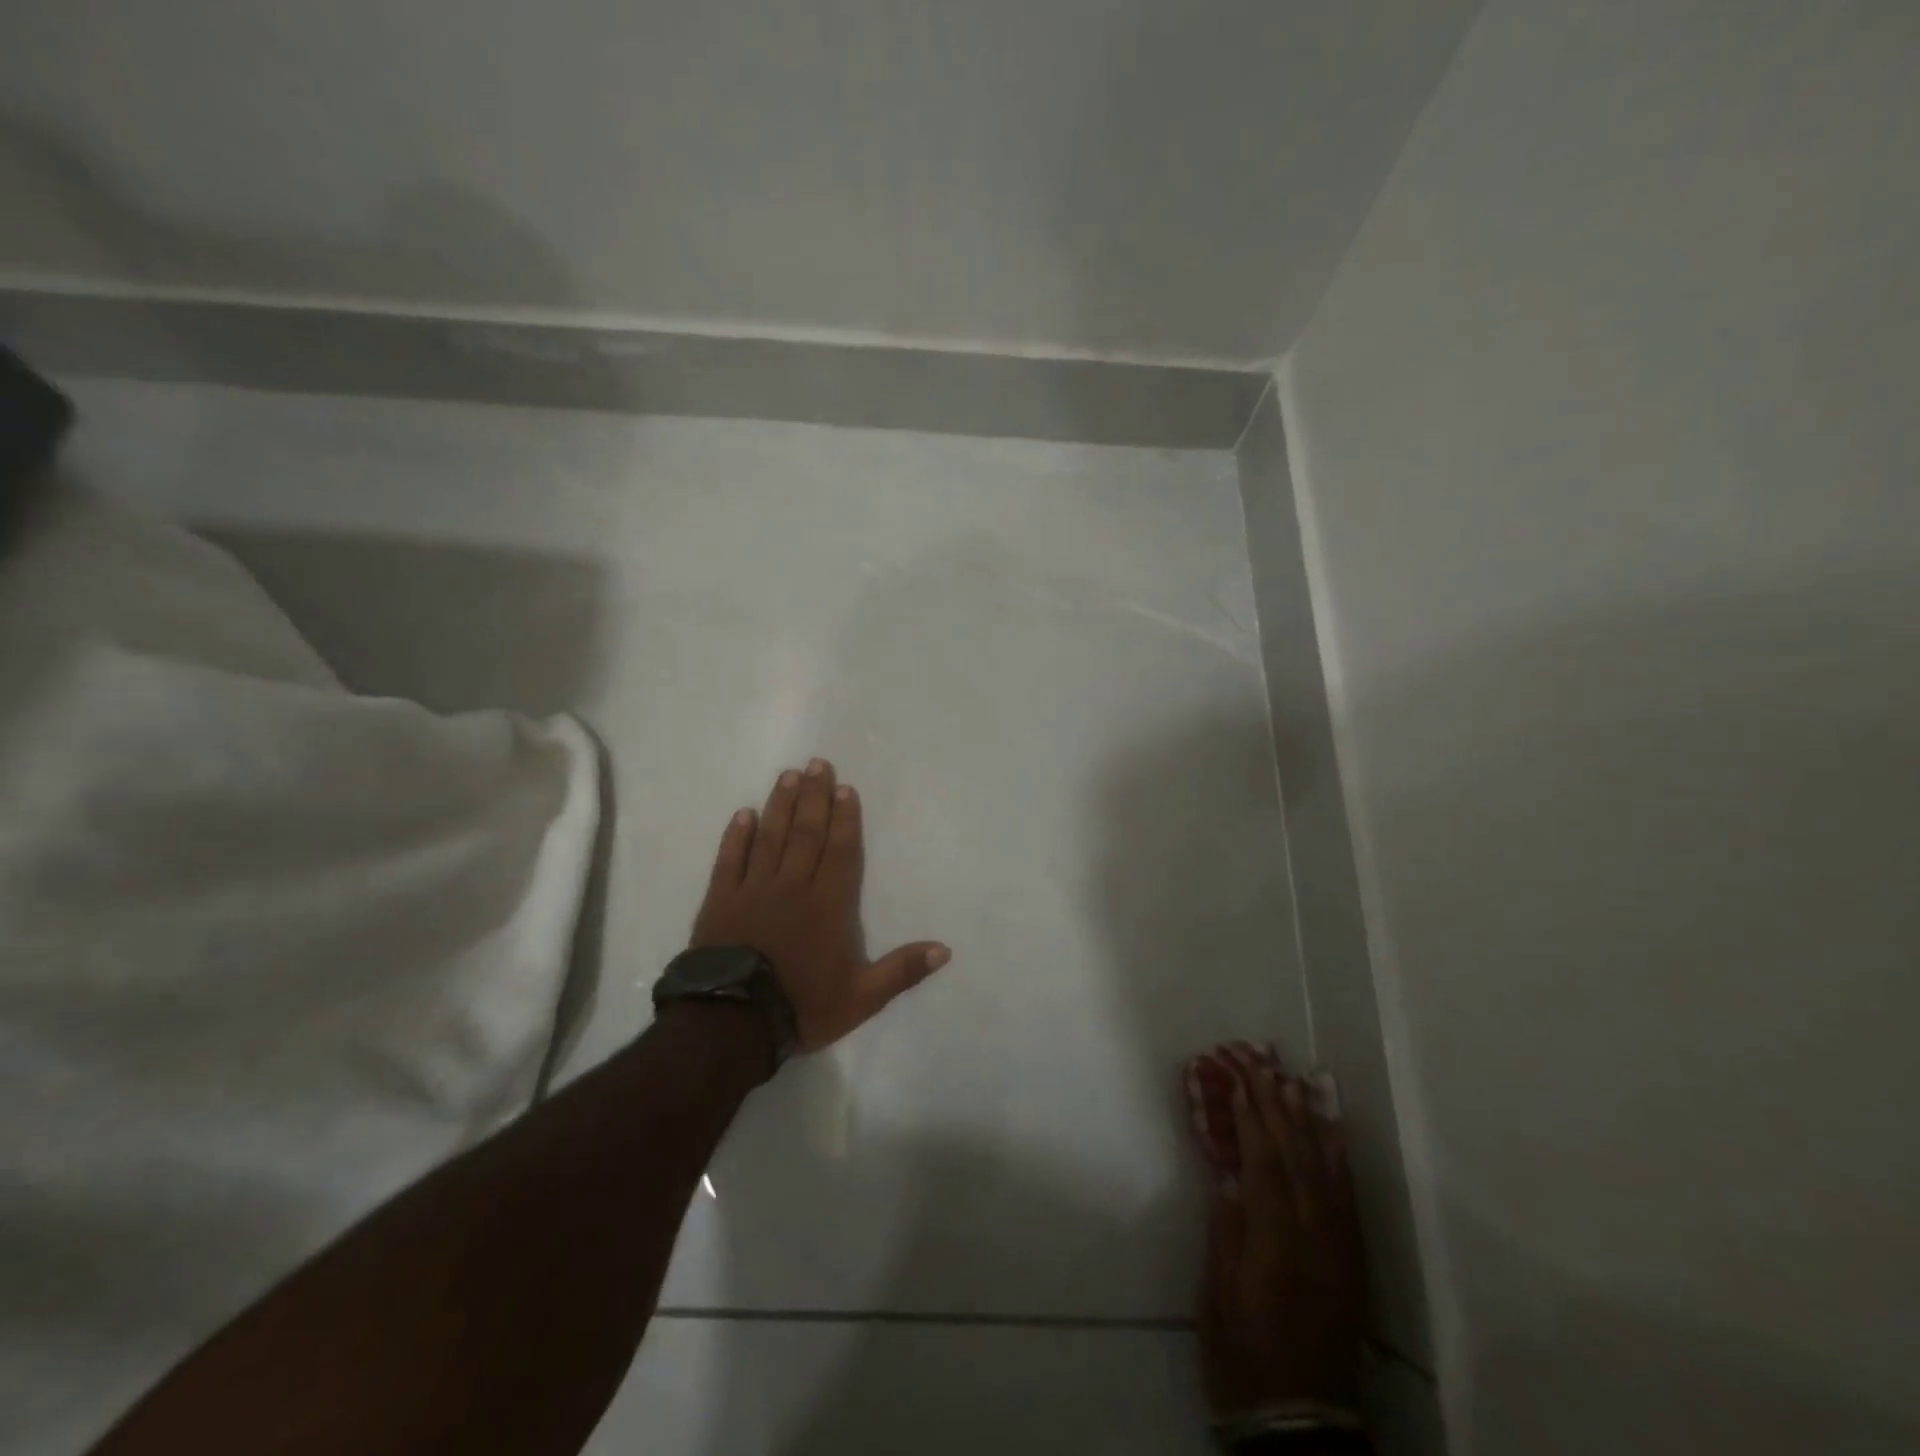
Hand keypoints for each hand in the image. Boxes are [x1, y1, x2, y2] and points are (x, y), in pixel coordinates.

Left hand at [690, 758, 949, 1053]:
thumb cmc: (801, 1007)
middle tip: (817, 764)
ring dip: (781, 805)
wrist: (732, 1024)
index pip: (840, 851)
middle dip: (814, 797)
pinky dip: (736, 836)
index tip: (845, 788)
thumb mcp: (862, 998)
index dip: (845, 819)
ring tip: (788, 775)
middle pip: (806, 833)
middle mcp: (792, 887)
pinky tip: (743, 814)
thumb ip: (902, 970)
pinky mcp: (720, 901)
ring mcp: (753, 890)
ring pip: (770, 838)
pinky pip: (730, 860)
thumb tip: (945, 950)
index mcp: (828, 905)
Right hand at [1194, 1047, 1365, 1417]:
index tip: (1235, 1075)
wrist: (1300, 1420)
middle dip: (1274, 1100)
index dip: (1250, 1114)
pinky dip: (1337, 1153)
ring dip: (1305, 1114)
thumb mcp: (1219, 1294)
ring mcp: (1338, 1244)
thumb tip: (1230, 1174)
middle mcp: (1314, 1235)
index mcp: (1275, 1243)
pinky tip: (1331, 1125)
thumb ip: (1227, 1230)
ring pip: (1323, 1165)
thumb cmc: (1243, 1353)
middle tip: (1257, 1058)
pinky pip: (1346, 1194)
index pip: (1263, 1161)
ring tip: (1291, 1075)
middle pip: (1294, 1153)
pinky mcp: (1351, 1256)